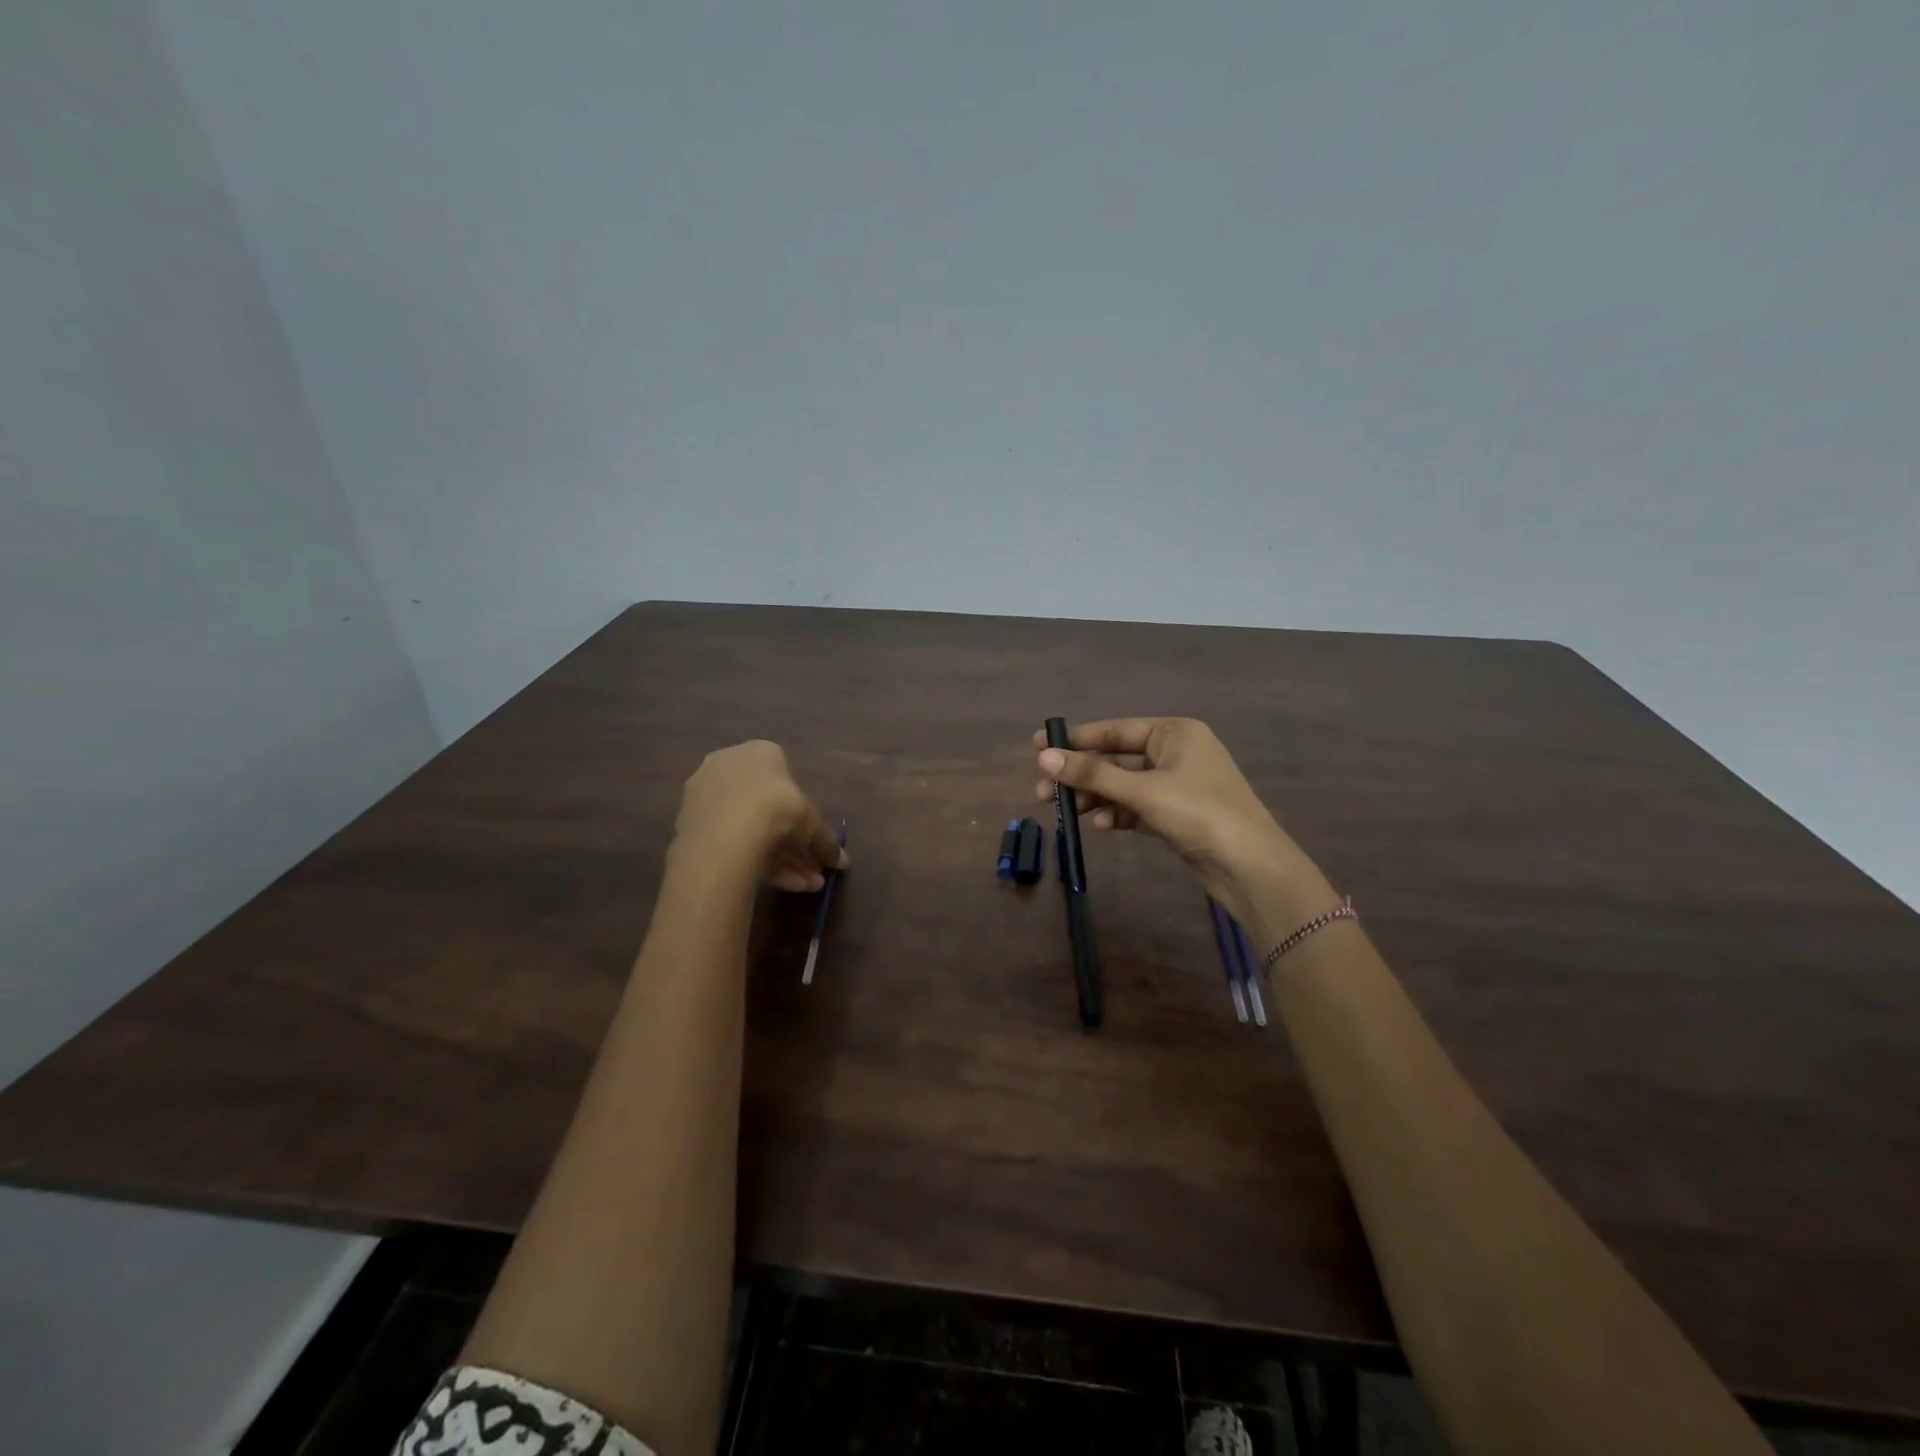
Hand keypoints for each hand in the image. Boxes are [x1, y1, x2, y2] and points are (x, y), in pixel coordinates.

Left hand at [675, 740, 846, 891]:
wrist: (725, 835)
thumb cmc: (777, 809)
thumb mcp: (812, 824)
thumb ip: (826, 841)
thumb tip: (843, 862)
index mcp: (758, 752)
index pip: (785, 776)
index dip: (803, 810)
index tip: (814, 837)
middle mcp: (728, 766)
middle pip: (767, 808)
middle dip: (794, 842)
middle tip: (813, 869)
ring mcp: (705, 797)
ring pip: (750, 830)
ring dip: (782, 859)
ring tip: (805, 886)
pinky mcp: (690, 827)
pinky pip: (732, 843)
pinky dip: (757, 862)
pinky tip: (782, 886)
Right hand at [1032, 718, 1329, 934]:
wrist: (1250, 866)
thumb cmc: (1198, 812)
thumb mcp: (1142, 790)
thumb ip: (1092, 773)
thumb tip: (1043, 757)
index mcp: (1175, 732)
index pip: (1115, 730)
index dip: (1075, 739)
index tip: (1036, 746)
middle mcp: (1177, 752)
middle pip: (1117, 758)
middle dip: (1082, 775)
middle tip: (1043, 791)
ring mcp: (1179, 784)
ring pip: (1125, 785)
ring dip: (1096, 796)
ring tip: (1067, 812)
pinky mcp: (1178, 814)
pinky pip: (1137, 806)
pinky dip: (1117, 813)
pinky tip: (1100, 826)